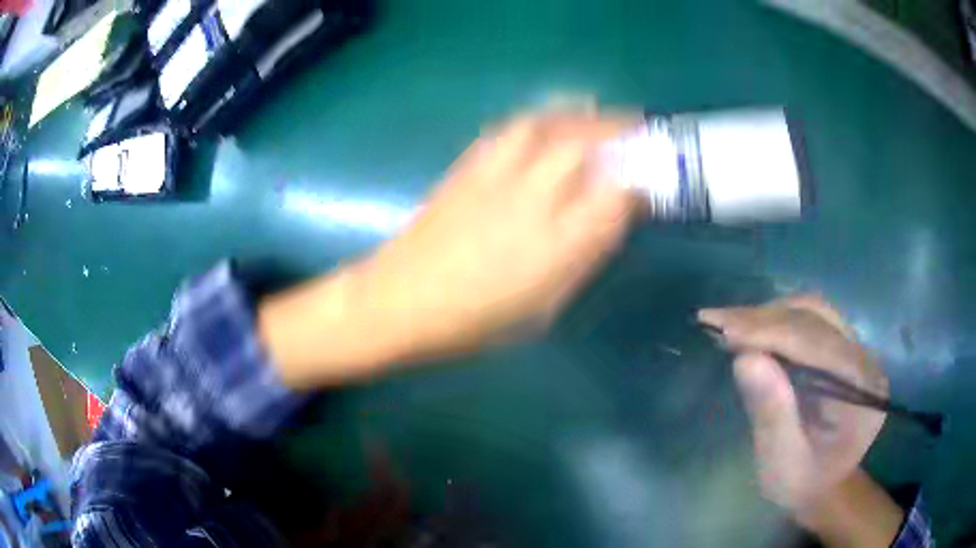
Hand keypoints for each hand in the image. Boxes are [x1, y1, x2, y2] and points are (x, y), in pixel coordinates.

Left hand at [354, 112, 640, 361]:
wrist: (399, 302)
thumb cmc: (474, 322)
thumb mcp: (543, 308)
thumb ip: (580, 259)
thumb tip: (609, 221)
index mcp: (557, 247)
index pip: (616, 199)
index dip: (640, 186)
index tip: (649, 183)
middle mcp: (531, 202)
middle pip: (583, 148)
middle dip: (617, 132)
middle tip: (636, 128)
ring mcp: (495, 178)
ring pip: (544, 126)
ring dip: (576, 114)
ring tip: (593, 111)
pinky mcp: (466, 167)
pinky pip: (508, 130)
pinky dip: (536, 119)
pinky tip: (544, 123)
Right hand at [697, 296, 888, 515]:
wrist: (822, 485)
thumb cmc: (802, 483)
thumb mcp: (783, 464)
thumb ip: (772, 415)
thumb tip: (746, 359)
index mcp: (862, 390)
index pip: (819, 344)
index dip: (772, 332)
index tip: (725, 328)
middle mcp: (864, 360)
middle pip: (817, 319)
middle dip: (766, 319)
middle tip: (718, 322)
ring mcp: (855, 349)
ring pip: (813, 312)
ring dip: (769, 315)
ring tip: (730, 324)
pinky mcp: (841, 347)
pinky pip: (810, 320)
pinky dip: (777, 320)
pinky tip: (752, 328)